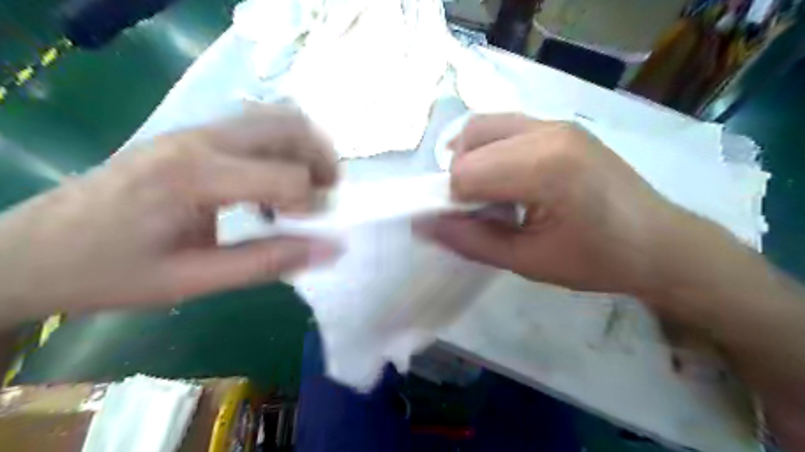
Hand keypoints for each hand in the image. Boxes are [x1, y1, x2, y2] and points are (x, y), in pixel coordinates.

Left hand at [0, 105, 335, 324]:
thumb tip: (332, 248)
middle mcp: (200, 140)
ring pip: (275, 118)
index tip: (312, 230)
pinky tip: (270, 184)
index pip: (287, 176)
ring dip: (305, 149)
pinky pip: (255, 126)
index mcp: (196, 177)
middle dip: (323, 160)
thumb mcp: (195, 280)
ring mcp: (194, 131)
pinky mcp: (191, 135)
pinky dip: (282, 148)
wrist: (34, 250)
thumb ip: (269, 262)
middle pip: (290, 126)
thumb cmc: (113, 272)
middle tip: (326, 196)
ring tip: (306, 188)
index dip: (314, 205)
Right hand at [418, 115, 687, 300]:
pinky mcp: (560, 125)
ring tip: (489, 192)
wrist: (660, 243)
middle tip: (480, 211)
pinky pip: (504, 126)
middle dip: (460, 179)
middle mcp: (548, 131)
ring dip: (471, 159)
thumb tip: (421, 225)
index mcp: (545, 167)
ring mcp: (555, 122)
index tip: (467, 225)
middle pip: (469, 143)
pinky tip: (505, 176)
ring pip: (482, 127)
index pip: (465, 172)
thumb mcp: (527, 261)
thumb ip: (470, 240)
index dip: (453, 202)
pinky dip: (489, 148)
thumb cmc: (597, 260)